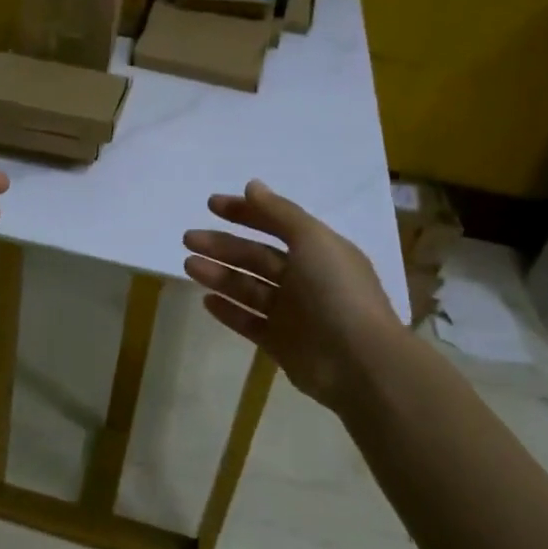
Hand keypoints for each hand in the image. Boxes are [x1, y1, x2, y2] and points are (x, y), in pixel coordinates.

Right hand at [183, 180, 401, 409]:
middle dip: (223, 246)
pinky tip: (206, 300)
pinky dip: (229, 310)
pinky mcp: (281, 343)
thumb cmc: (336, 291)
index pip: (277, 224)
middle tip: (189, 238)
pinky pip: (249, 322)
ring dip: (219, 274)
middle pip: (257, 257)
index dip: (245, 213)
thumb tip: (251, 185)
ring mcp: (293, 313)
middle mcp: (306, 279)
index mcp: (319, 251)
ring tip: (189, 265)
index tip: (211, 204)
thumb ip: (279, 213)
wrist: (358, 363)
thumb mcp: (312, 240)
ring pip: (248, 288)